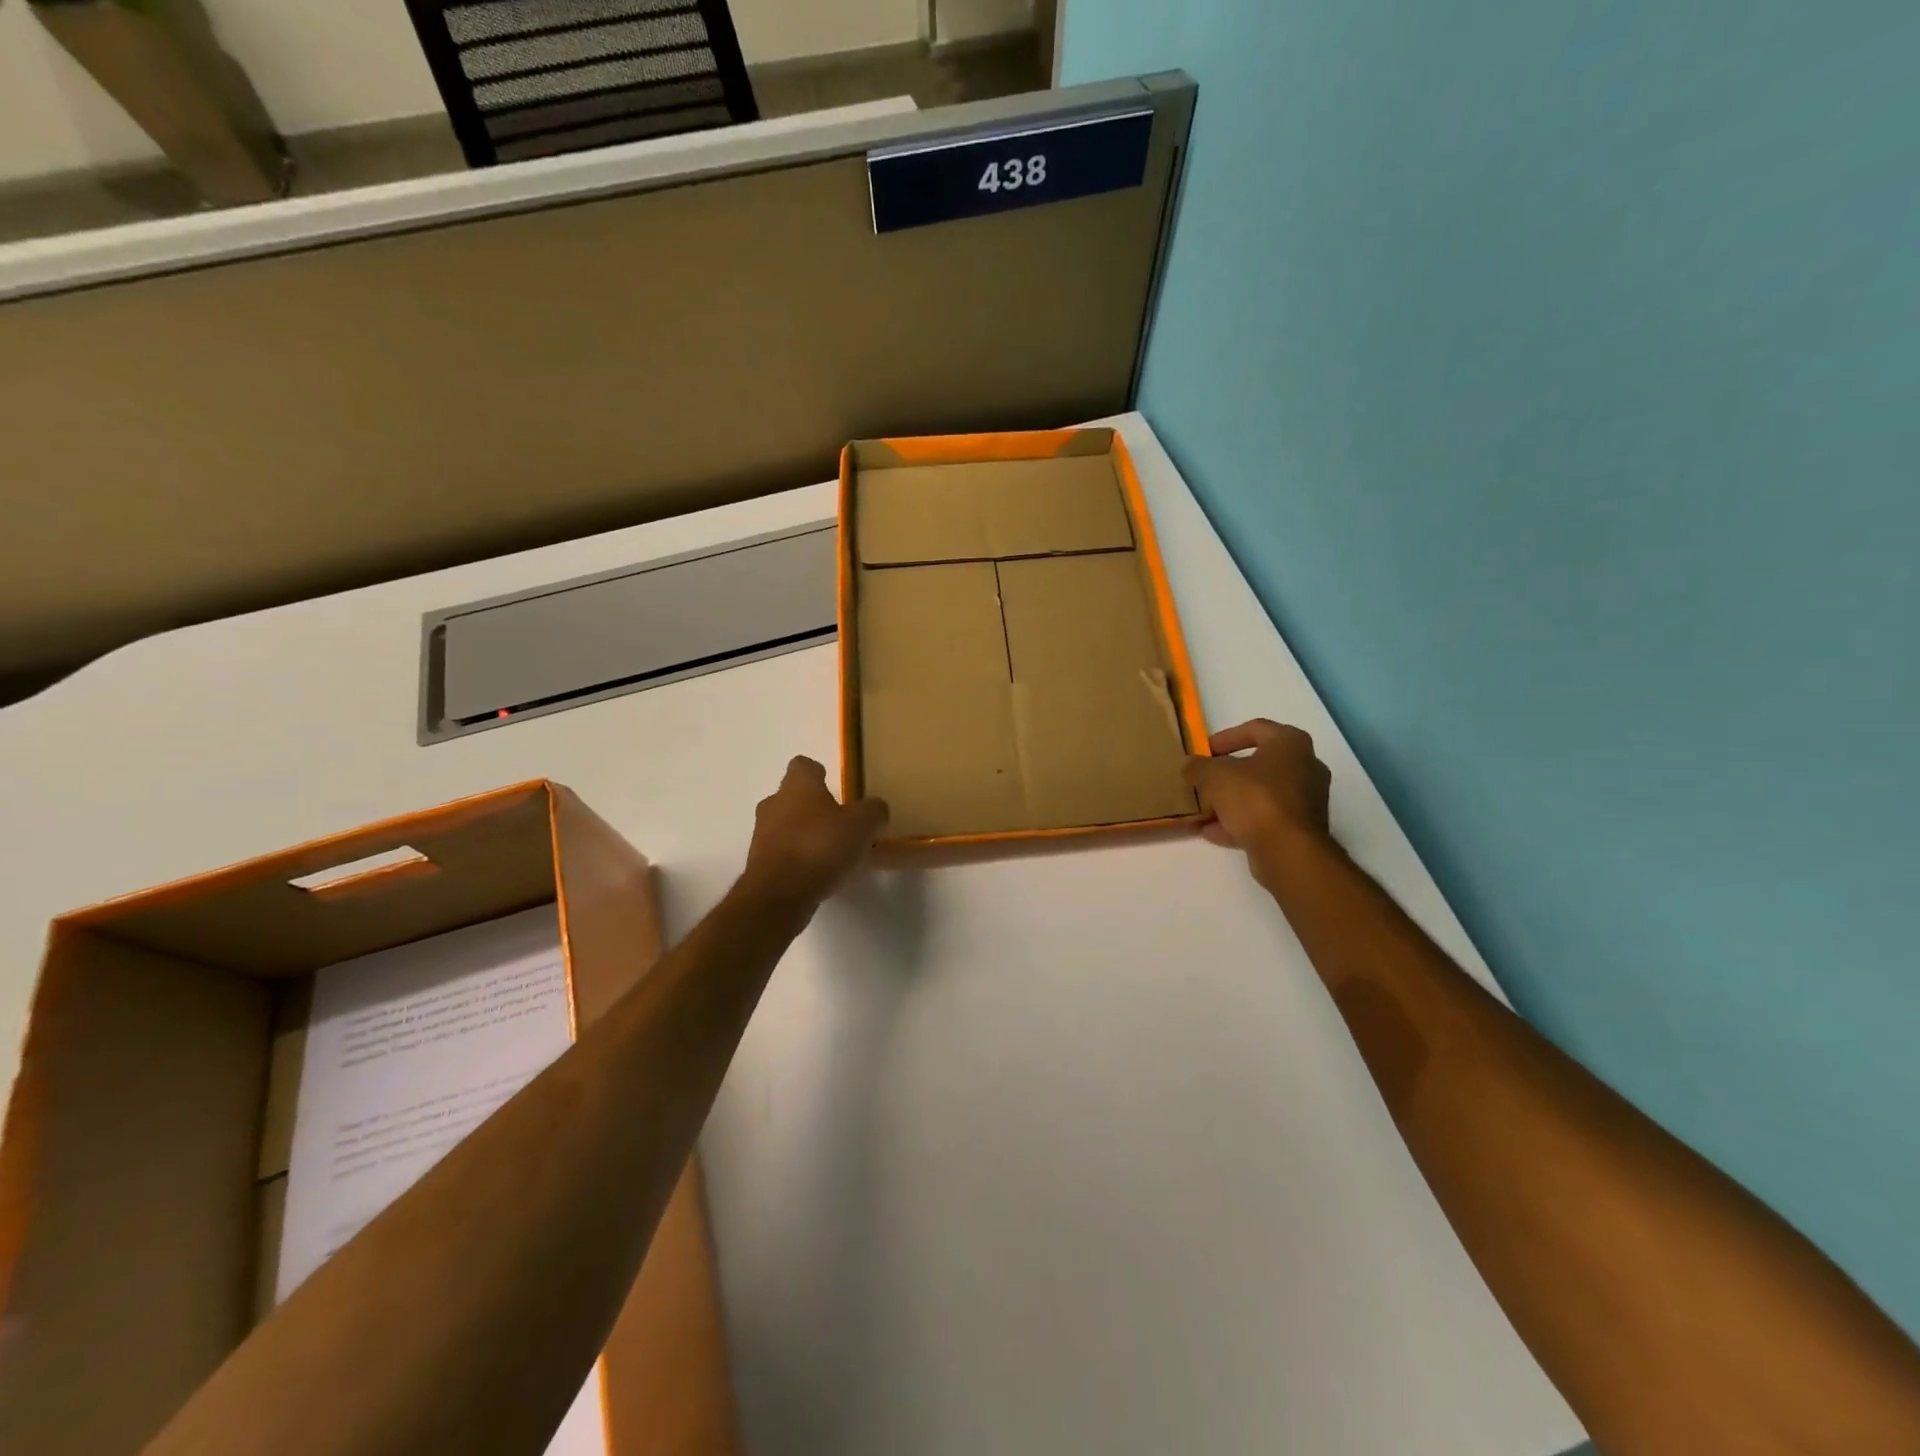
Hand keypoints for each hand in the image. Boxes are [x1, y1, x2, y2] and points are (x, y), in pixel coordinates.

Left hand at [742, 757, 888, 910]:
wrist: (778, 895)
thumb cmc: (820, 846)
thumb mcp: (862, 825)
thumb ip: (873, 811)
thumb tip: (875, 810)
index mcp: (798, 786)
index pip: (803, 765)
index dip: (819, 773)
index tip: (835, 786)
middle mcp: (774, 804)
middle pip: (793, 797)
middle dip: (813, 807)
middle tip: (840, 823)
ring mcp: (762, 835)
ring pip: (786, 826)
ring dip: (805, 835)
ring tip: (833, 854)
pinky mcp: (759, 865)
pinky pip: (783, 854)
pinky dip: (798, 860)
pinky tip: (819, 875)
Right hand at [1183, 719, 1333, 887]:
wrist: (1288, 850)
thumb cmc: (1255, 798)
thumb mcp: (1213, 775)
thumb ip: (1198, 767)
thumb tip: (1191, 766)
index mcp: (1290, 744)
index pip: (1256, 728)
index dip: (1226, 737)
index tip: (1204, 751)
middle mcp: (1305, 767)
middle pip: (1259, 764)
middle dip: (1228, 773)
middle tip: (1204, 780)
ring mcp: (1306, 800)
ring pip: (1261, 794)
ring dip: (1232, 801)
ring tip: (1204, 809)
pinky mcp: (1300, 829)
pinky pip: (1265, 819)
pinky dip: (1240, 823)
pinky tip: (1213, 832)